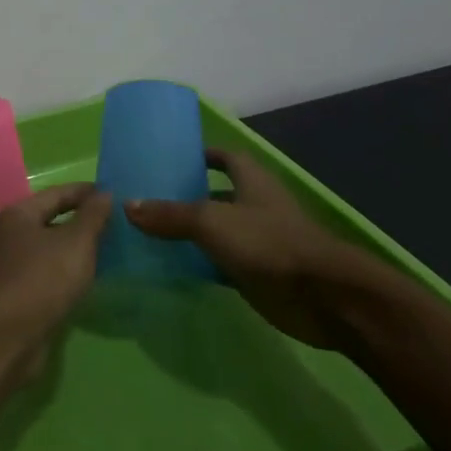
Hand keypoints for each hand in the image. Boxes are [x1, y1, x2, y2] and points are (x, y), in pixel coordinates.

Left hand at [0, 182, 110, 379]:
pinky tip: (89, 279)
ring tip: (109, 250)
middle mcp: (11, 236)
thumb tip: (105, 193)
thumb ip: (93, 216)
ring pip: (51, 249)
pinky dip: (69, 272)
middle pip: (52, 220)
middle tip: (116, 224)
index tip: (114, 193)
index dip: (86, 192)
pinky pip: (50, 274)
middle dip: (83, 220)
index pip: (57, 193)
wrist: (8, 336)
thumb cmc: (43, 278)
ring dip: (77, 249)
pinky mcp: (20, 296)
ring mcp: (13, 268)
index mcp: (19, 215)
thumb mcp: (76, 241)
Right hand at [125, 149, 388, 350]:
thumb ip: (170, 215)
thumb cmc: (268, 243)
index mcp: (252, 181)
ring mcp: (258, 241)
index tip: (171, 160)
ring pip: (219, 231)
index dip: (202, 155)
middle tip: (147, 201)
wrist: (322, 296)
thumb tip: (128, 206)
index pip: (226, 157)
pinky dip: (201, 265)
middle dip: (188, 196)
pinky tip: (172, 269)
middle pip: (218, 195)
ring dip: (192, 233)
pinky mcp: (258, 273)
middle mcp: (255, 206)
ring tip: (150, 234)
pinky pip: (222, 263)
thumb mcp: (211, 222)